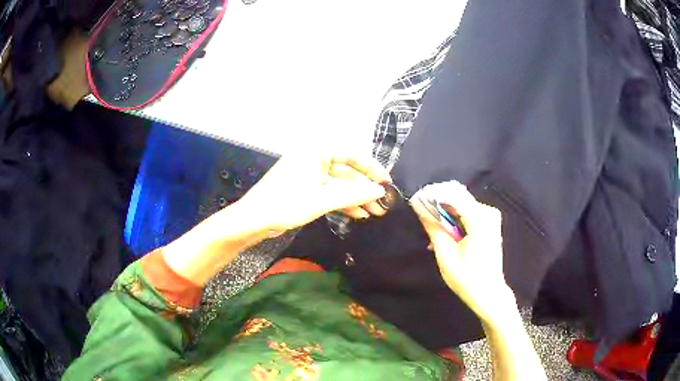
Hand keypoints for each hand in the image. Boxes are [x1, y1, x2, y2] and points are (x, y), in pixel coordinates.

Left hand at [238, 153, 390, 233]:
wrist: (254, 219)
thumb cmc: (286, 203)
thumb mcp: (322, 199)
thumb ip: (353, 194)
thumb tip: (380, 191)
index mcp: (316, 150)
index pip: (352, 154)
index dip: (372, 168)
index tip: (386, 183)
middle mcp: (314, 158)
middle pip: (347, 170)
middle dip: (364, 188)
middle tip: (382, 203)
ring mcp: (309, 173)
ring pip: (339, 183)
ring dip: (356, 197)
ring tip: (374, 212)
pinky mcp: (306, 187)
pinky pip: (329, 191)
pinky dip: (343, 202)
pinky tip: (358, 214)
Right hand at [411, 181, 515, 324]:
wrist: (489, 293)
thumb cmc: (467, 278)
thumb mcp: (446, 254)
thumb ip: (433, 227)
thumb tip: (418, 206)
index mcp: (479, 219)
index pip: (453, 193)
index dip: (433, 194)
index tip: (415, 200)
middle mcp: (488, 212)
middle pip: (458, 196)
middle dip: (438, 204)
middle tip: (422, 218)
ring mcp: (490, 217)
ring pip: (461, 204)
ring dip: (445, 214)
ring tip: (432, 232)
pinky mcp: (490, 223)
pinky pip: (468, 212)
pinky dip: (454, 220)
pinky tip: (445, 235)